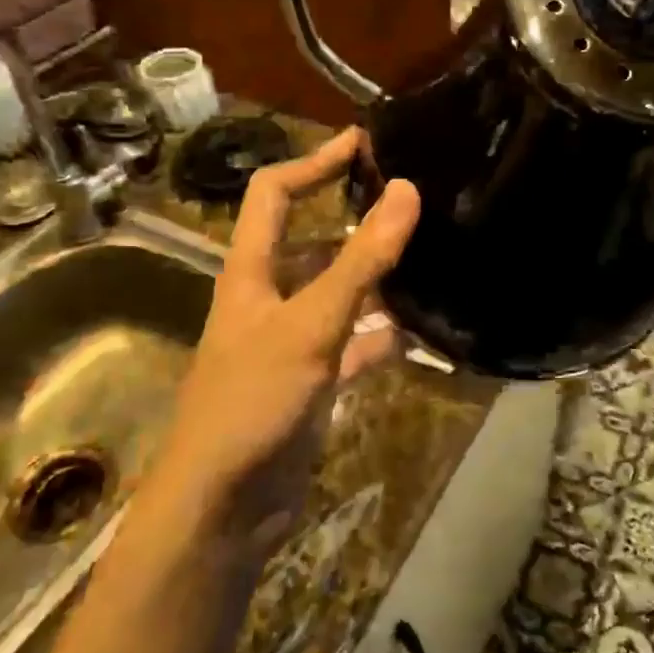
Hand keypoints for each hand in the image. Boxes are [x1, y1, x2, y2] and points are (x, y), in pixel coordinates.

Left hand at [157, 128, 420, 544]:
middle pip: (314, 242)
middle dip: (358, 220)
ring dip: (377, 280)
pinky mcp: (312, 382)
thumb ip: (361, 261)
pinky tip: (422, 332)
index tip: (364, 142)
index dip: (314, 162)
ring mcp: (291, 342)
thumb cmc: (253, 402)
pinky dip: (383, 337)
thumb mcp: (310, 325)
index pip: (275, 194)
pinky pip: (355, 346)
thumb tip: (406, 190)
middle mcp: (269, 298)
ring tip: (431, 258)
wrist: (222, 509)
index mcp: (251, 272)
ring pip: (340, 295)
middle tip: (414, 202)